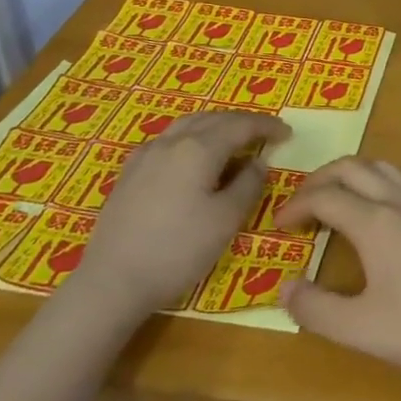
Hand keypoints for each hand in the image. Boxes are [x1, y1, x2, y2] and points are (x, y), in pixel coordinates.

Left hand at [69, 110, 289, 322]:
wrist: (112, 283)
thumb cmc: (177, 251)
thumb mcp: (226, 220)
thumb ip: (248, 185)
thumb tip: (259, 162)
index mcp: (199, 148)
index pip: (241, 125)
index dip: (267, 126)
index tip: (288, 133)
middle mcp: (172, 141)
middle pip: (214, 118)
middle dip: (242, 122)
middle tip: (265, 133)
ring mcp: (146, 155)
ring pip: (188, 124)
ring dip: (216, 125)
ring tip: (232, 138)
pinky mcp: (129, 172)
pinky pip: (168, 139)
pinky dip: (191, 137)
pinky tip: (192, 156)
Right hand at [277, 158, 400, 392]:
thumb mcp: (358, 329)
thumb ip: (315, 309)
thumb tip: (284, 288)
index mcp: (376, 222)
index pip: (326, 197)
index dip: (296, 206)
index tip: (277, 226)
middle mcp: (400, 202)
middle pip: (353, 168)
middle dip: (320, 178)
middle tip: (299, 203)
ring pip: (383, 168)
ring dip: (352, 174)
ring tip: (334, 198)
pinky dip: (381, 183)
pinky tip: (380, 210)